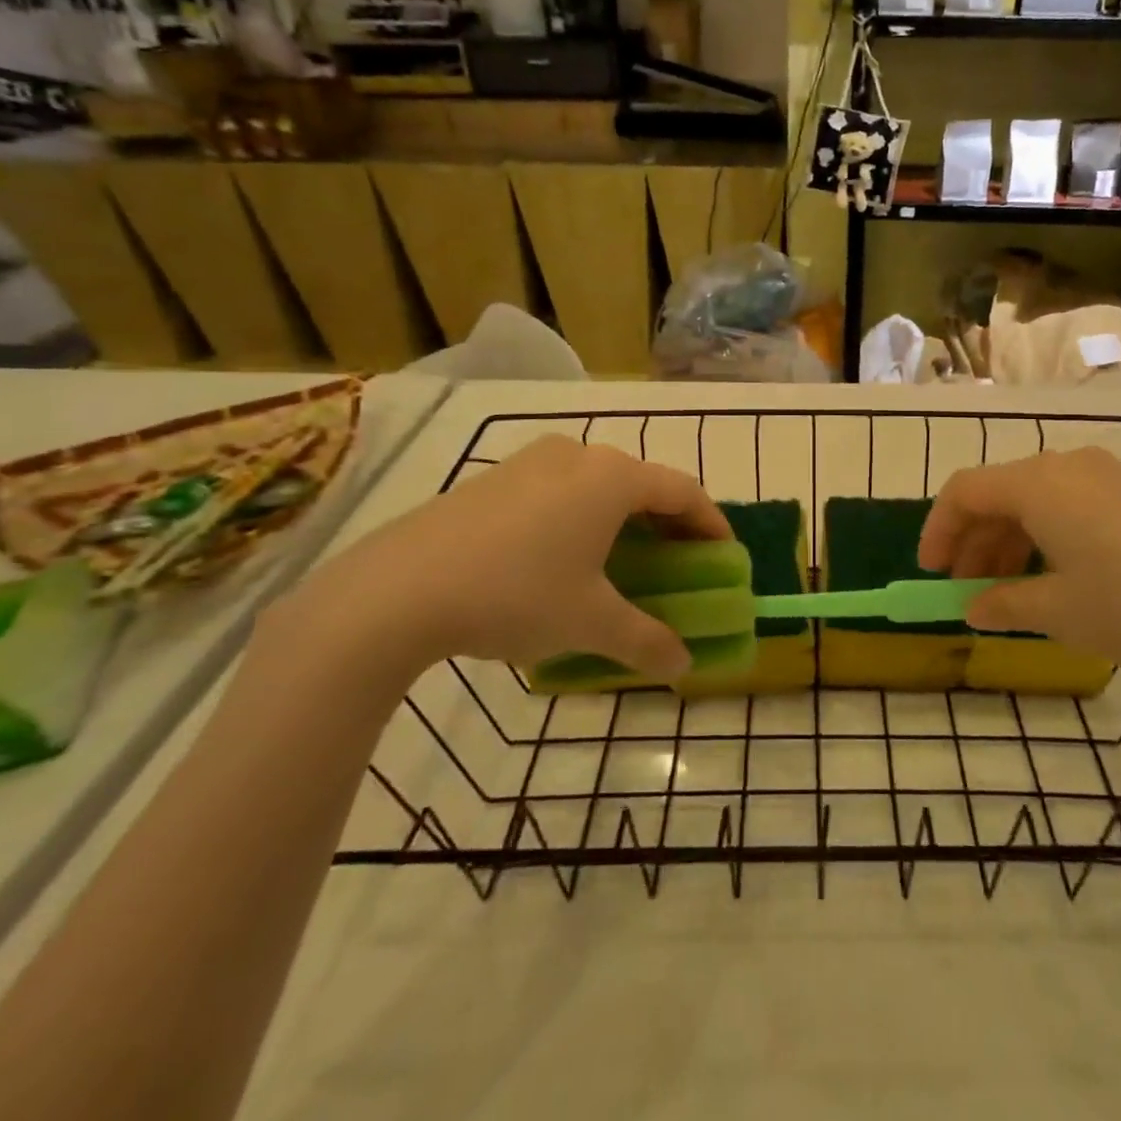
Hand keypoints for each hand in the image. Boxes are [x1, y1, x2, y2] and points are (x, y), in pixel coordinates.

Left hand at [272, 437, 731, 685]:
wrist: (397, 589)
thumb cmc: (516, 594)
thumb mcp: (590, 623)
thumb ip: (647, 641)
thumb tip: (684, 665)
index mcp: (612, 478)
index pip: (682, 491)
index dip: (710, 522)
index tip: (724, 555)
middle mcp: (577, 455)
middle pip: (642, 483)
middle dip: (667, 522)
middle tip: (678, 562)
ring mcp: (530, 462)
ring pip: (597, 484)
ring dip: (623, 518)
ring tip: (624, 559)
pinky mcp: (494, 479)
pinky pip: (559, 490)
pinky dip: (581, 516)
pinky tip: (564, 556)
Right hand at [919, 448, 1120, 698]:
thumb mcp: (1058, 612)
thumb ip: (1004, 604)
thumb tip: (973, 607)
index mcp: (1038, 484)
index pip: (965, 491)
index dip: (938, 530)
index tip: (930, 573)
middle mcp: (1068, 467)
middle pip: (1000, 494)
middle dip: (973, 541)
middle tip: (964, 588)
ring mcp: (1108, 478)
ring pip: (1036, 501)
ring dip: (1009, 542)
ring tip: (1005, 592)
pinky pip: (1071, 507)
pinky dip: (1046, 538)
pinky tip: (1054, 579)